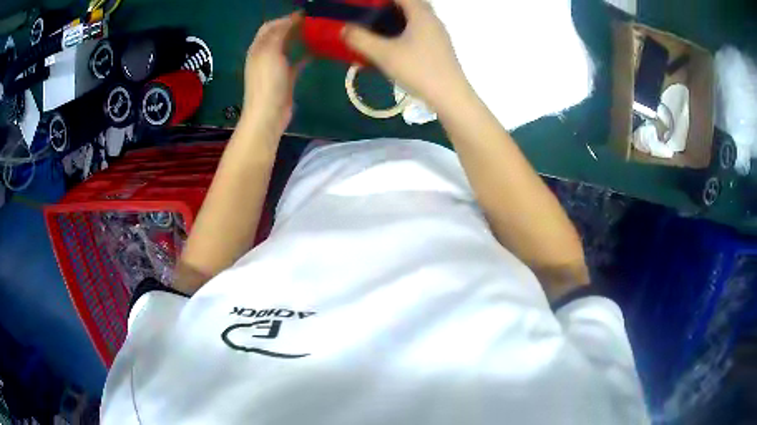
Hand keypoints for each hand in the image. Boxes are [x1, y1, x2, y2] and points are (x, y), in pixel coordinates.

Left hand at [243, 13, 307, 132]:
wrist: (268, 114)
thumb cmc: (267, 81)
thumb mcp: (270, 52)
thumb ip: (280, 33)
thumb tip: (291, 18)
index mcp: (258, 48)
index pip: (269, 26)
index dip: (285, 18)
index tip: (305, 14)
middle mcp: (265, 55)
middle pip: (278, 35)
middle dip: (293, 26)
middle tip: (313, 22)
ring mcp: (275, 67)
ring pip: (288, 47)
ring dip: (300, 39)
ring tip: (317, 32)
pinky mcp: (286, 79)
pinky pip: (296, 62)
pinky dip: (305, 55)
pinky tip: (317, 52)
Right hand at [342, 0, 468, 110]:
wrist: (450, 97)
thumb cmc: (418, 70)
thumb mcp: (384, 54)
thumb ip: (361, 39)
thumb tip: (344, 29)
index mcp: (421, 14)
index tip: (367, 5)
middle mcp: (433, 20)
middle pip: (411, 5)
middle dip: (391, 6)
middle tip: (372, 15)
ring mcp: (439, 35)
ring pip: (417, 18)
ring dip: (399, 19)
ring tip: (379, 29)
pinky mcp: (440, 49)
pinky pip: (421, 31)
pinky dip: (406, 31)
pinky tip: (394, 46)